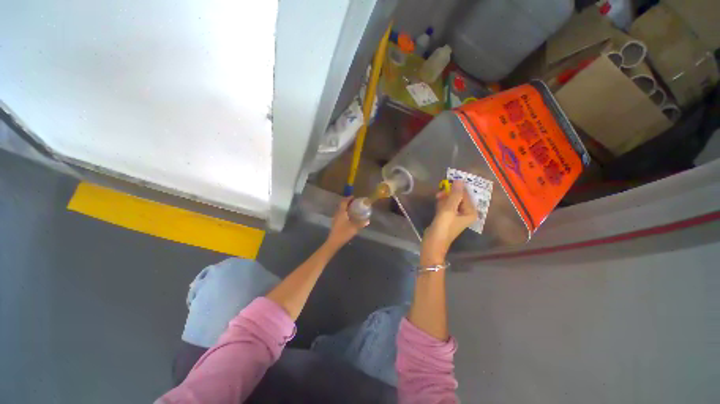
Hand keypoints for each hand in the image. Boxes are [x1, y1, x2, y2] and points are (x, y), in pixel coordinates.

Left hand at [326, 197, 367, 248]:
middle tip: (354, 202)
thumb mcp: (354, 228)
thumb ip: (361, 223)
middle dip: (348, 202)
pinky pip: (340, 213)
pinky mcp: (335, 222)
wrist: (333, 242)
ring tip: (353, 208)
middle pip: (342, 204)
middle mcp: (337, 213)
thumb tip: (368, 220)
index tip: (354, 197)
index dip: (349, 198)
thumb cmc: (343, 233)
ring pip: (340, 209)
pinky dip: (344, 212)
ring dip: (346, 207)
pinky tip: (349, 216)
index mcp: (341, 212)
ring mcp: (335, 218)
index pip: (344, 201)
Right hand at [421, 181, 477, 262]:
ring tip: (437, 197)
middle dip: (450, 194)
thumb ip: (455, 195)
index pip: (465, 195)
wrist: (433, 243)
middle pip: (459, 197)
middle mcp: (465, 213)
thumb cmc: (443, 227)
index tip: (446, 183)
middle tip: (440, 193)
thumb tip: (459, 180)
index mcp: (470, 212)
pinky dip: (442, 203)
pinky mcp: (447, 217)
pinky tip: (437, 202)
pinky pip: (446, 206)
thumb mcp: (449, 209)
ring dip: (445, 198)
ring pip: (451, 201)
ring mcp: (456, 215)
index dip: (456, 188)